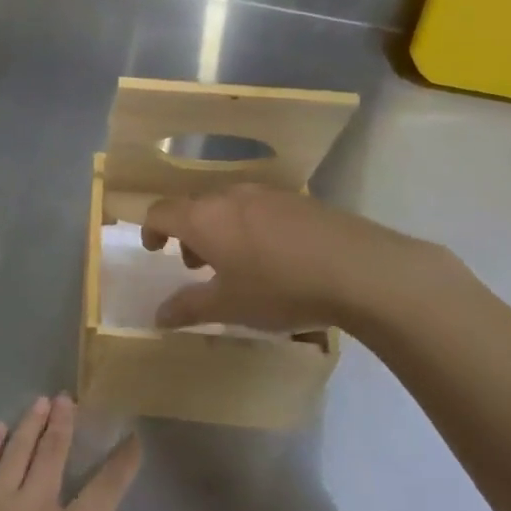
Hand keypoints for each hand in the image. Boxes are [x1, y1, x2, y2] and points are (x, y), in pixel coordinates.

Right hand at [141, 185, 450, 339]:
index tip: (155, 250)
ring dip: (220, 230)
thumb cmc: (280, 288)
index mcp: (203, 218)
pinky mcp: (300, 200)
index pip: (161, 211)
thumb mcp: (229, 306)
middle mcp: (230, 197)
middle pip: (195, 206)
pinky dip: (250, 227)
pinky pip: (259, 209)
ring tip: (236, 264)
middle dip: (188, 234)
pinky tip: (274, 258)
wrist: (359, 269)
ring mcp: (268, 195)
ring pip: (228, 206)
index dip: (151, 229)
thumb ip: (188, 308)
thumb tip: (158, 316)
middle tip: (196, 266)